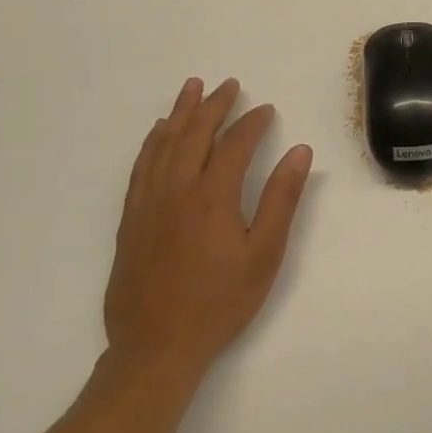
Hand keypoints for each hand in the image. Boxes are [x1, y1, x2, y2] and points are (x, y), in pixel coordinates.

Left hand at [102, 78, 313, 386]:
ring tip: (192, 88)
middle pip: (195, 133)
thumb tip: (300, 152)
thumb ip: (282, 199)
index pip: (235, 144)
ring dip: (180, 113)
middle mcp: (177, 189)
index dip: (253, 123)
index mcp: (213, 196)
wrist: (155, 348)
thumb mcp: (264, 254)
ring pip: (164, 144)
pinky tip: (158, 133)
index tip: (267, 110)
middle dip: (214, 105)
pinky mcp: (130, 219)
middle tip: (229, 84)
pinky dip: (152, 142)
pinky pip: (141, 166)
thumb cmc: (219, 303)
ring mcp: (148, 203)